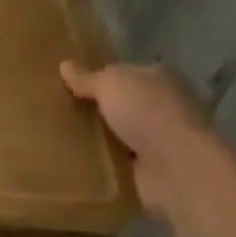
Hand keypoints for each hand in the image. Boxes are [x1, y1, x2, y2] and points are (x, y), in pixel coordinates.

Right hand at [61, 60, 214, 219]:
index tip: (68, 84)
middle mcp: (161, 106)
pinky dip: (102, 165)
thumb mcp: (110, 84)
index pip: (123, 73)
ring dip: (98, 138)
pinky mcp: (151, 172)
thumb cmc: (147, 112)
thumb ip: (87, 78)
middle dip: (95, 109)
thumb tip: (64, 65)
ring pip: (118, 134)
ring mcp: (158, 141)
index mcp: (157, 78)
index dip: (98, 76)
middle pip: (120, 104)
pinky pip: (118, 164)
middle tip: (56, 110)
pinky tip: (74, 162)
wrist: (178, 169)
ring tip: (57, 138)